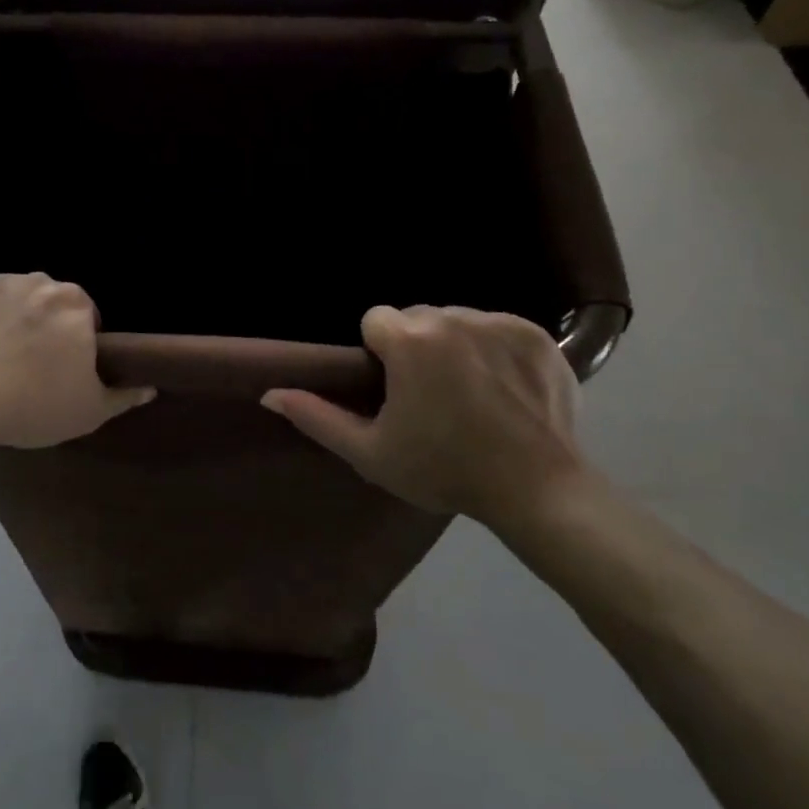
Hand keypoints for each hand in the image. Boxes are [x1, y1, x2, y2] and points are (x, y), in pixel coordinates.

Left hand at [0, 274, 153, 452]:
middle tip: (27, 367)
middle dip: (43, 326)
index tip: (61, 372)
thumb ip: (122, 397)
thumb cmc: (31, 403)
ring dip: (8, 318)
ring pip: (11, 298)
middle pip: (48, 303)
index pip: (86, 318)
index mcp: (76, 305)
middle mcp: (40, 282)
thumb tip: (149, 387)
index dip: (76, 345)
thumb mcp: (87, 412)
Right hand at [261, 305, 583, 532]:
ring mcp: (499, 323)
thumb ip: (317, 417)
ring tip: (470, 393)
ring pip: (456, 320)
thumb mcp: (372, 452)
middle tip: (432, 397)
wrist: (539, 491)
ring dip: (454, 345)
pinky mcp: (537, 334)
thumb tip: (270, 394)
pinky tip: (504, 387)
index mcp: (410, 340)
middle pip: (416, 318)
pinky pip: (497, 328)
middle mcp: (452, 317)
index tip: (396, 390)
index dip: (380, 355)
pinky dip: (494, 349)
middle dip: (415, 347)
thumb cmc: (445, 470)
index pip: (376, 321)